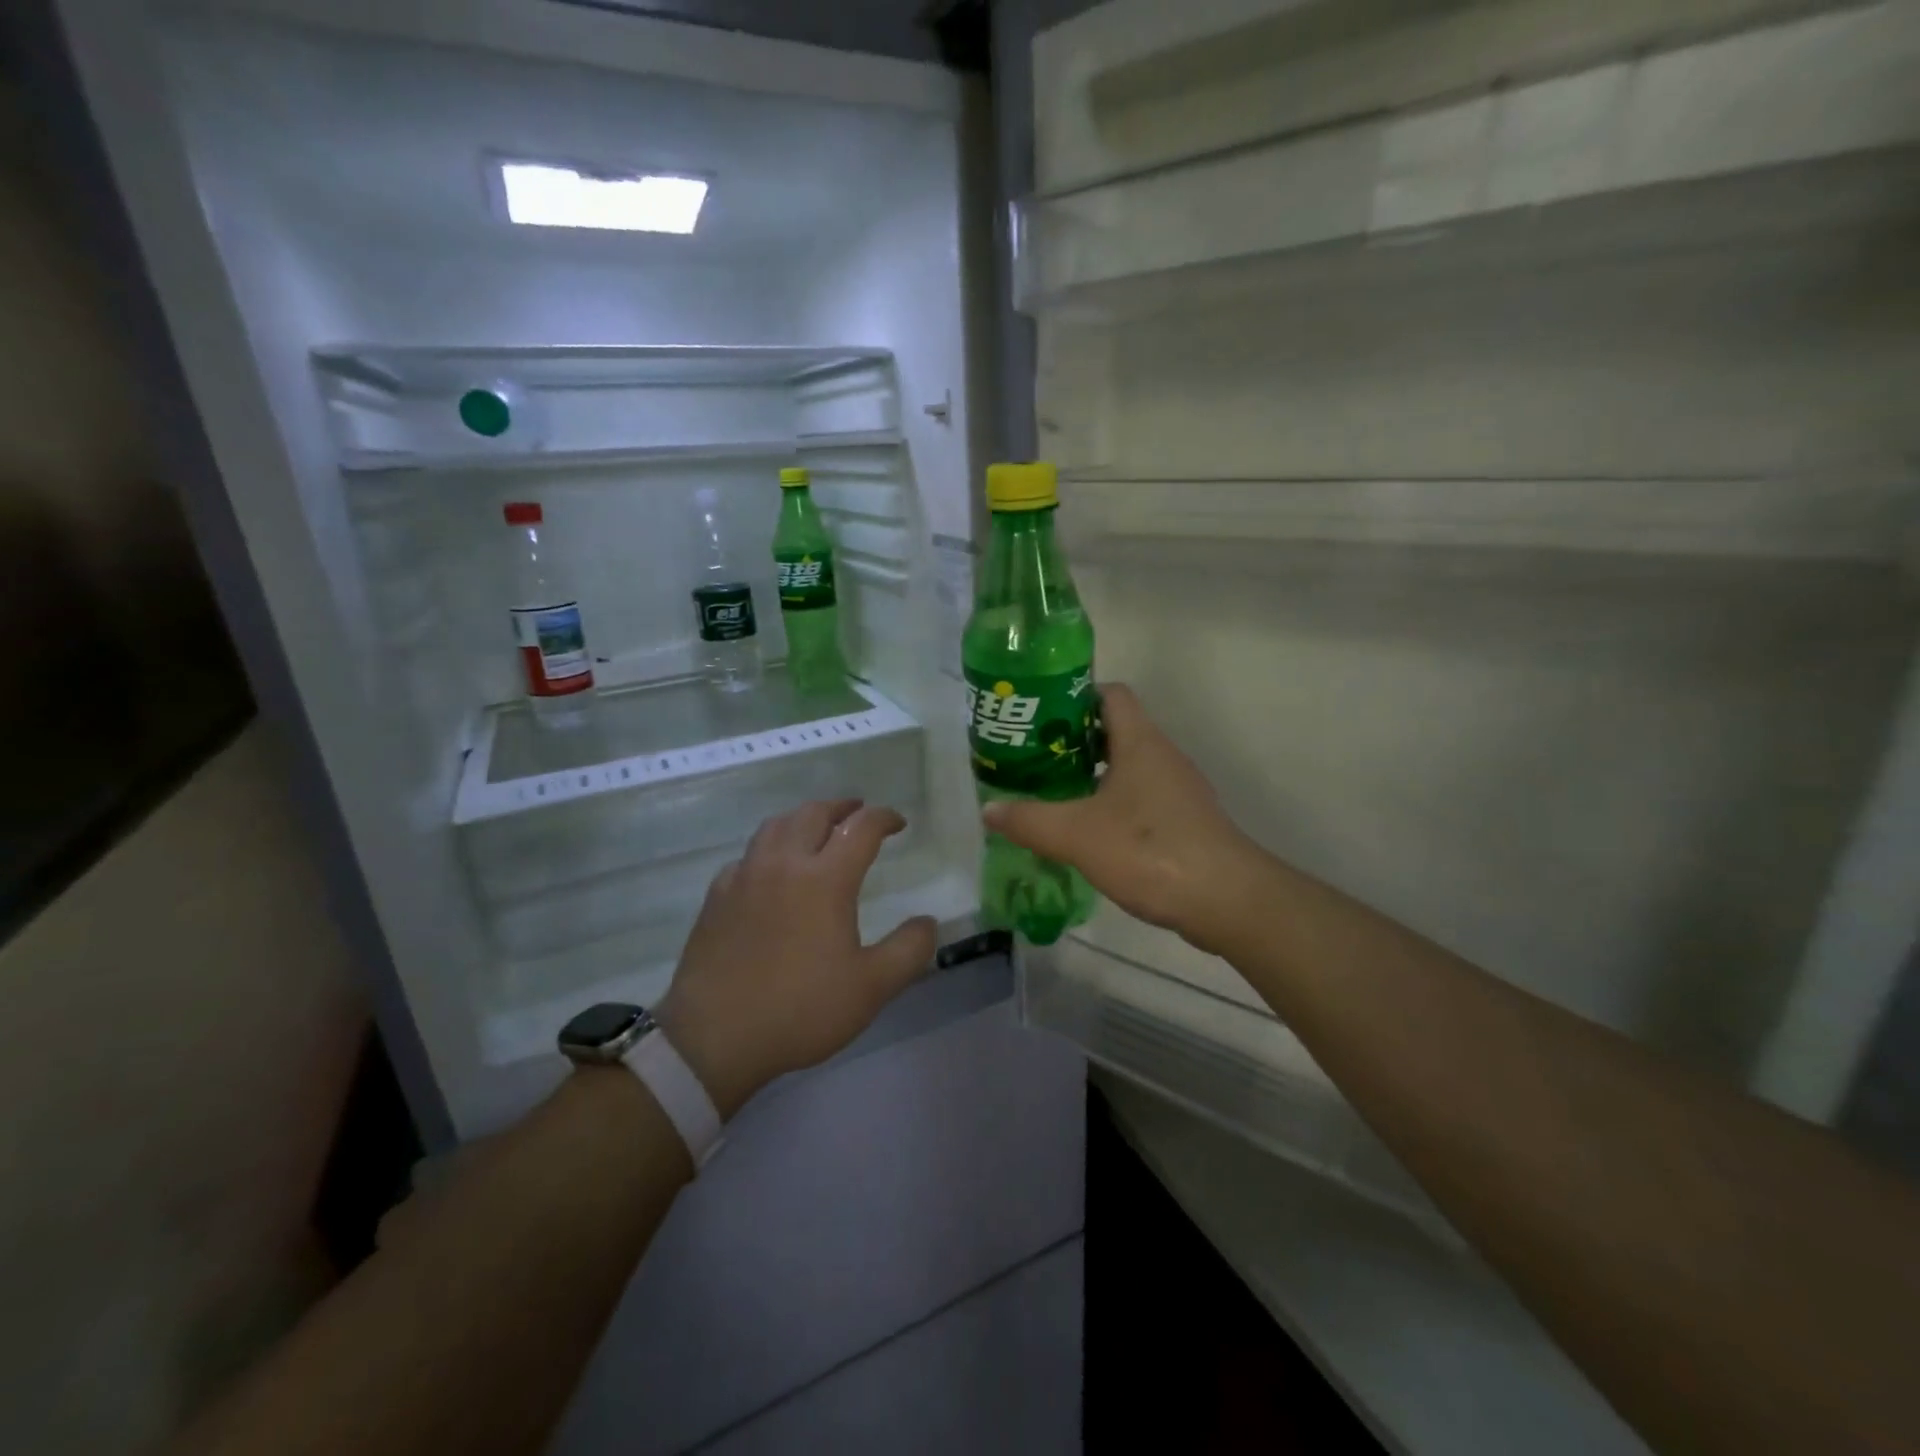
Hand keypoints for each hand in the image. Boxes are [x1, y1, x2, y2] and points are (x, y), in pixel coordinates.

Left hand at [655, 800, 937, 1118]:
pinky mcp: (717, 896)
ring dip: (803, 818)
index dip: (884, 818)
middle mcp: (784, 864)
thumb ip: (908, 950)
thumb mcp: (871, 988)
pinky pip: (747, 855)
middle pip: (814, 813)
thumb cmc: (800, 1009)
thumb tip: (927, 922)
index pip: (861, 828)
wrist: (714, 1036)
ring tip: (816, 828)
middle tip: (858, 812)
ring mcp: (745, 876)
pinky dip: (769, 849)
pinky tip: (770, 869)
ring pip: (775, 825)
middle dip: (842, 806)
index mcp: (825, 879)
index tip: (898, 823)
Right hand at [982, 684, 1258, 955]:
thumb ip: (1029, 821)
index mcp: (1140, 742)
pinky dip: (1111, 805)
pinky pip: (1140, 799)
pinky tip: (1087, 833)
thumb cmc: (1150, 850)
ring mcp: (1177, 790)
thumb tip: (989, 810)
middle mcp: (1162, 756)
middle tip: (1033, 760)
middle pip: (1114, 730)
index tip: (1039, 717)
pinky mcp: (1184, 822)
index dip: (1074, 696)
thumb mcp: (1077, 835)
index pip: (1110, 693)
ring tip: (1051, 794)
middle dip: (1071, 742)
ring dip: (1091, 775)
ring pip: (1127, 767)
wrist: (1227, 900)